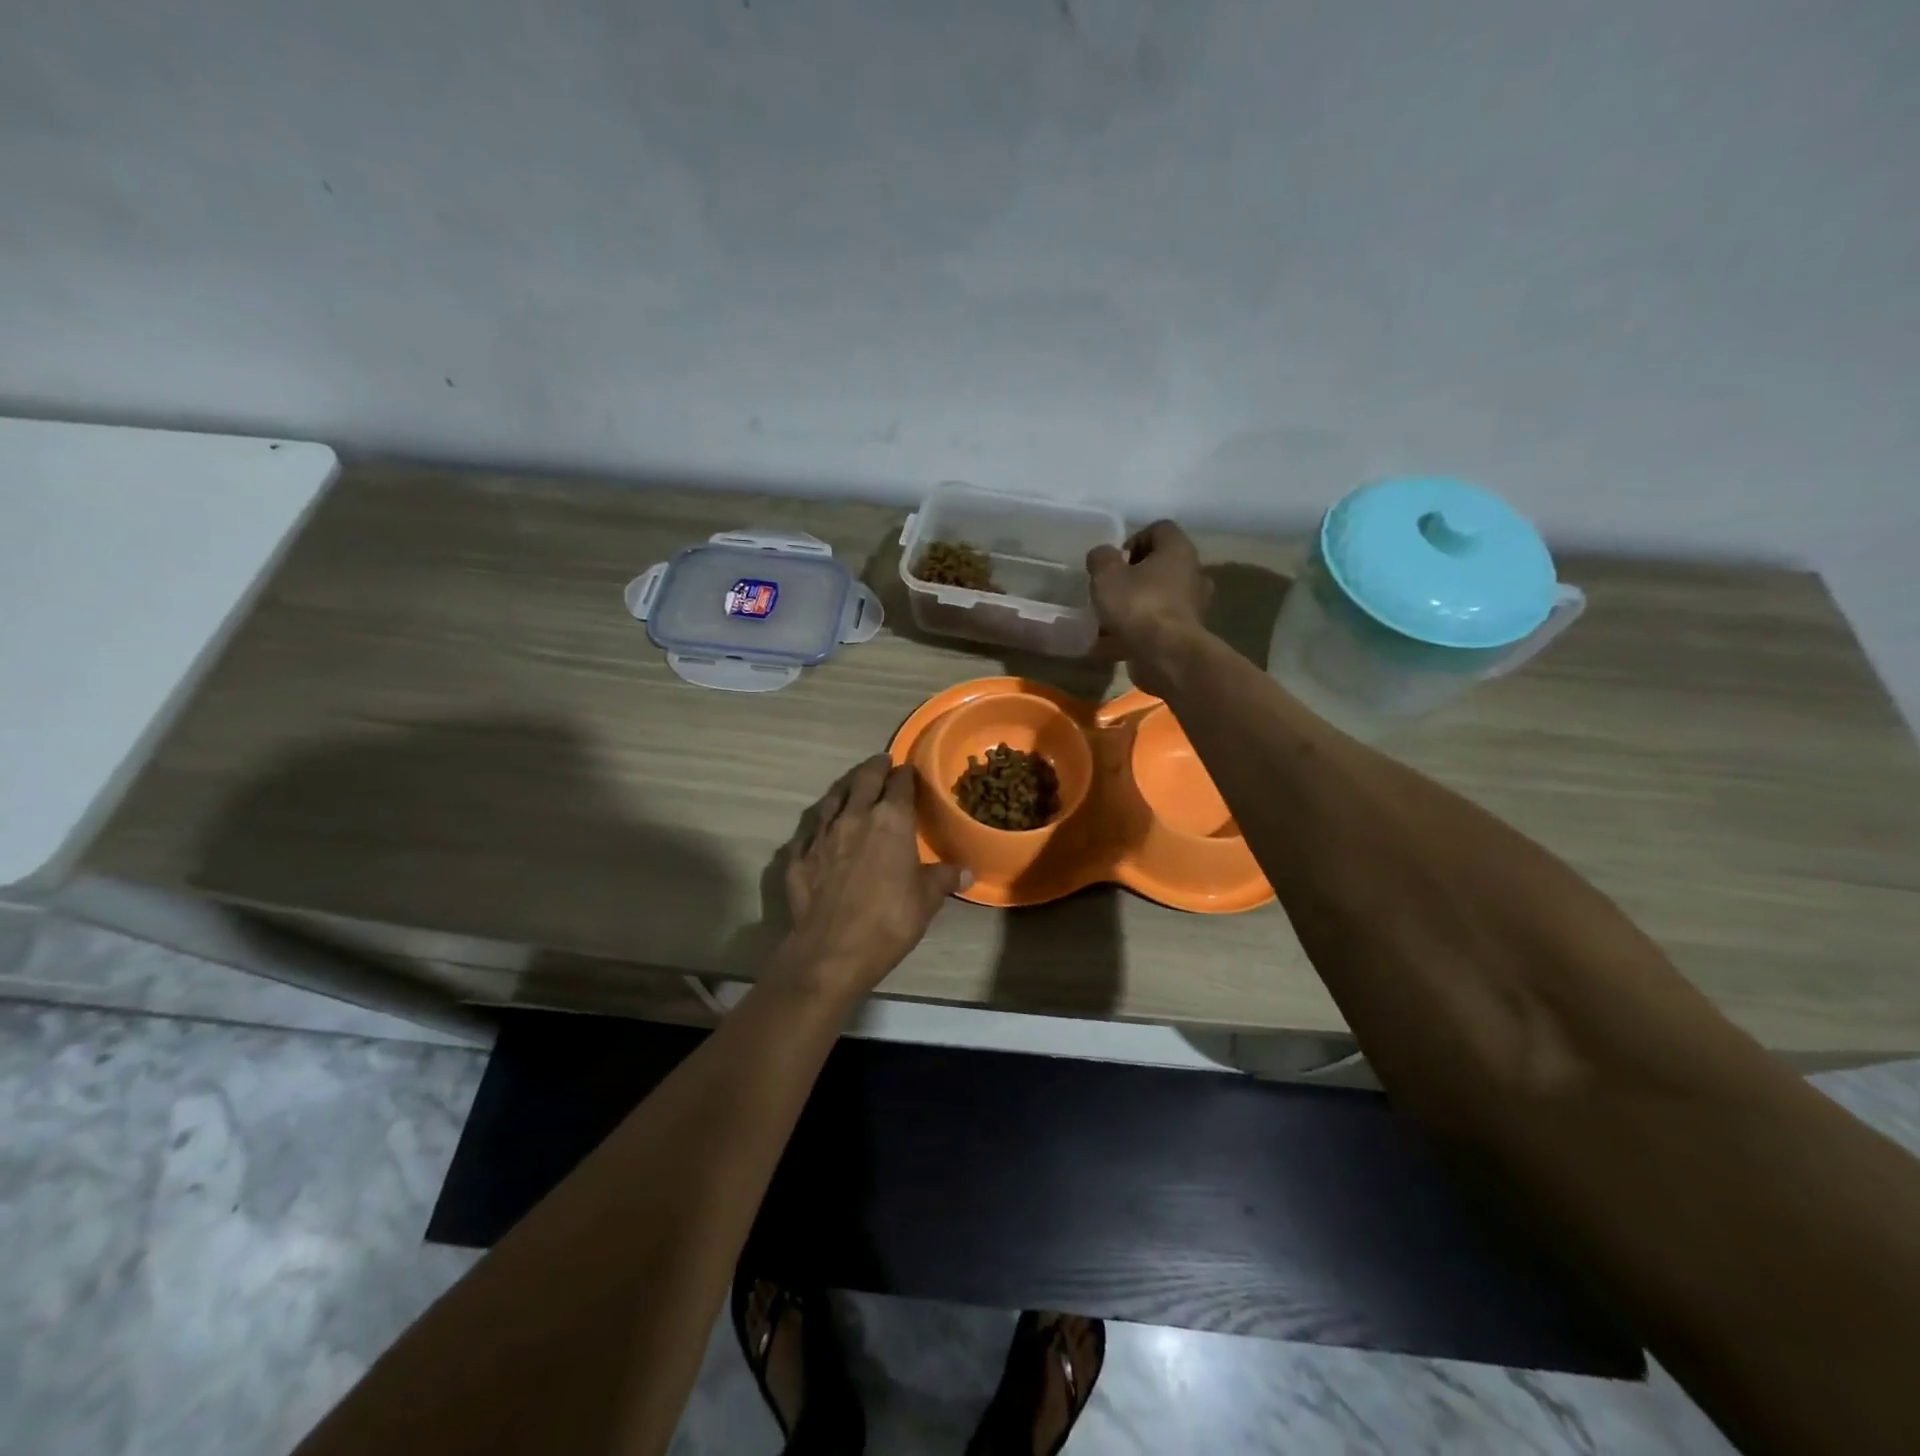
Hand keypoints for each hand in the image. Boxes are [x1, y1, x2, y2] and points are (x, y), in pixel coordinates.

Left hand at [772, 755, 968, 1000]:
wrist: (832, 950)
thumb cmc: (889, 920)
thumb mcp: (926, 899)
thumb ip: (943, 878)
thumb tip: (966, 870)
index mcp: (890, 820)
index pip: (900, 784)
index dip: (906, 775)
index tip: (909, 771)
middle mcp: (854, 817)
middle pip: (863, 780)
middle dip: (874, 768)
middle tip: (881, 762)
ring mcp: (822, 835)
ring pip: (832, 799)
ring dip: (844, 788)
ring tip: (851, 785)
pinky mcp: (799, 856)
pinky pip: (809, 831)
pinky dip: (819, 825)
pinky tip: (820, 830)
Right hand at [1086, 521, 1212, 696]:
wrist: (1166, 655)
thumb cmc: (1138, 604)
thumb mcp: (1107, 575)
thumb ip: (1101, 559)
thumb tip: (1103, 555)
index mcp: (1178, 550)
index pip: (1160, 529)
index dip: (1134, 540)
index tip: (1115, 560)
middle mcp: (1192, 574)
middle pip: (1160, 566)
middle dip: (1134, 577)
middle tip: (1111, 589)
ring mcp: (1192, 607)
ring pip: (1158, 598)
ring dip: (1134, 607)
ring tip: (1106, 621)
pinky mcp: (1185, 635)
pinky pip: (1156, 627)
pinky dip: (1136, 633)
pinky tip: (1110, 645)